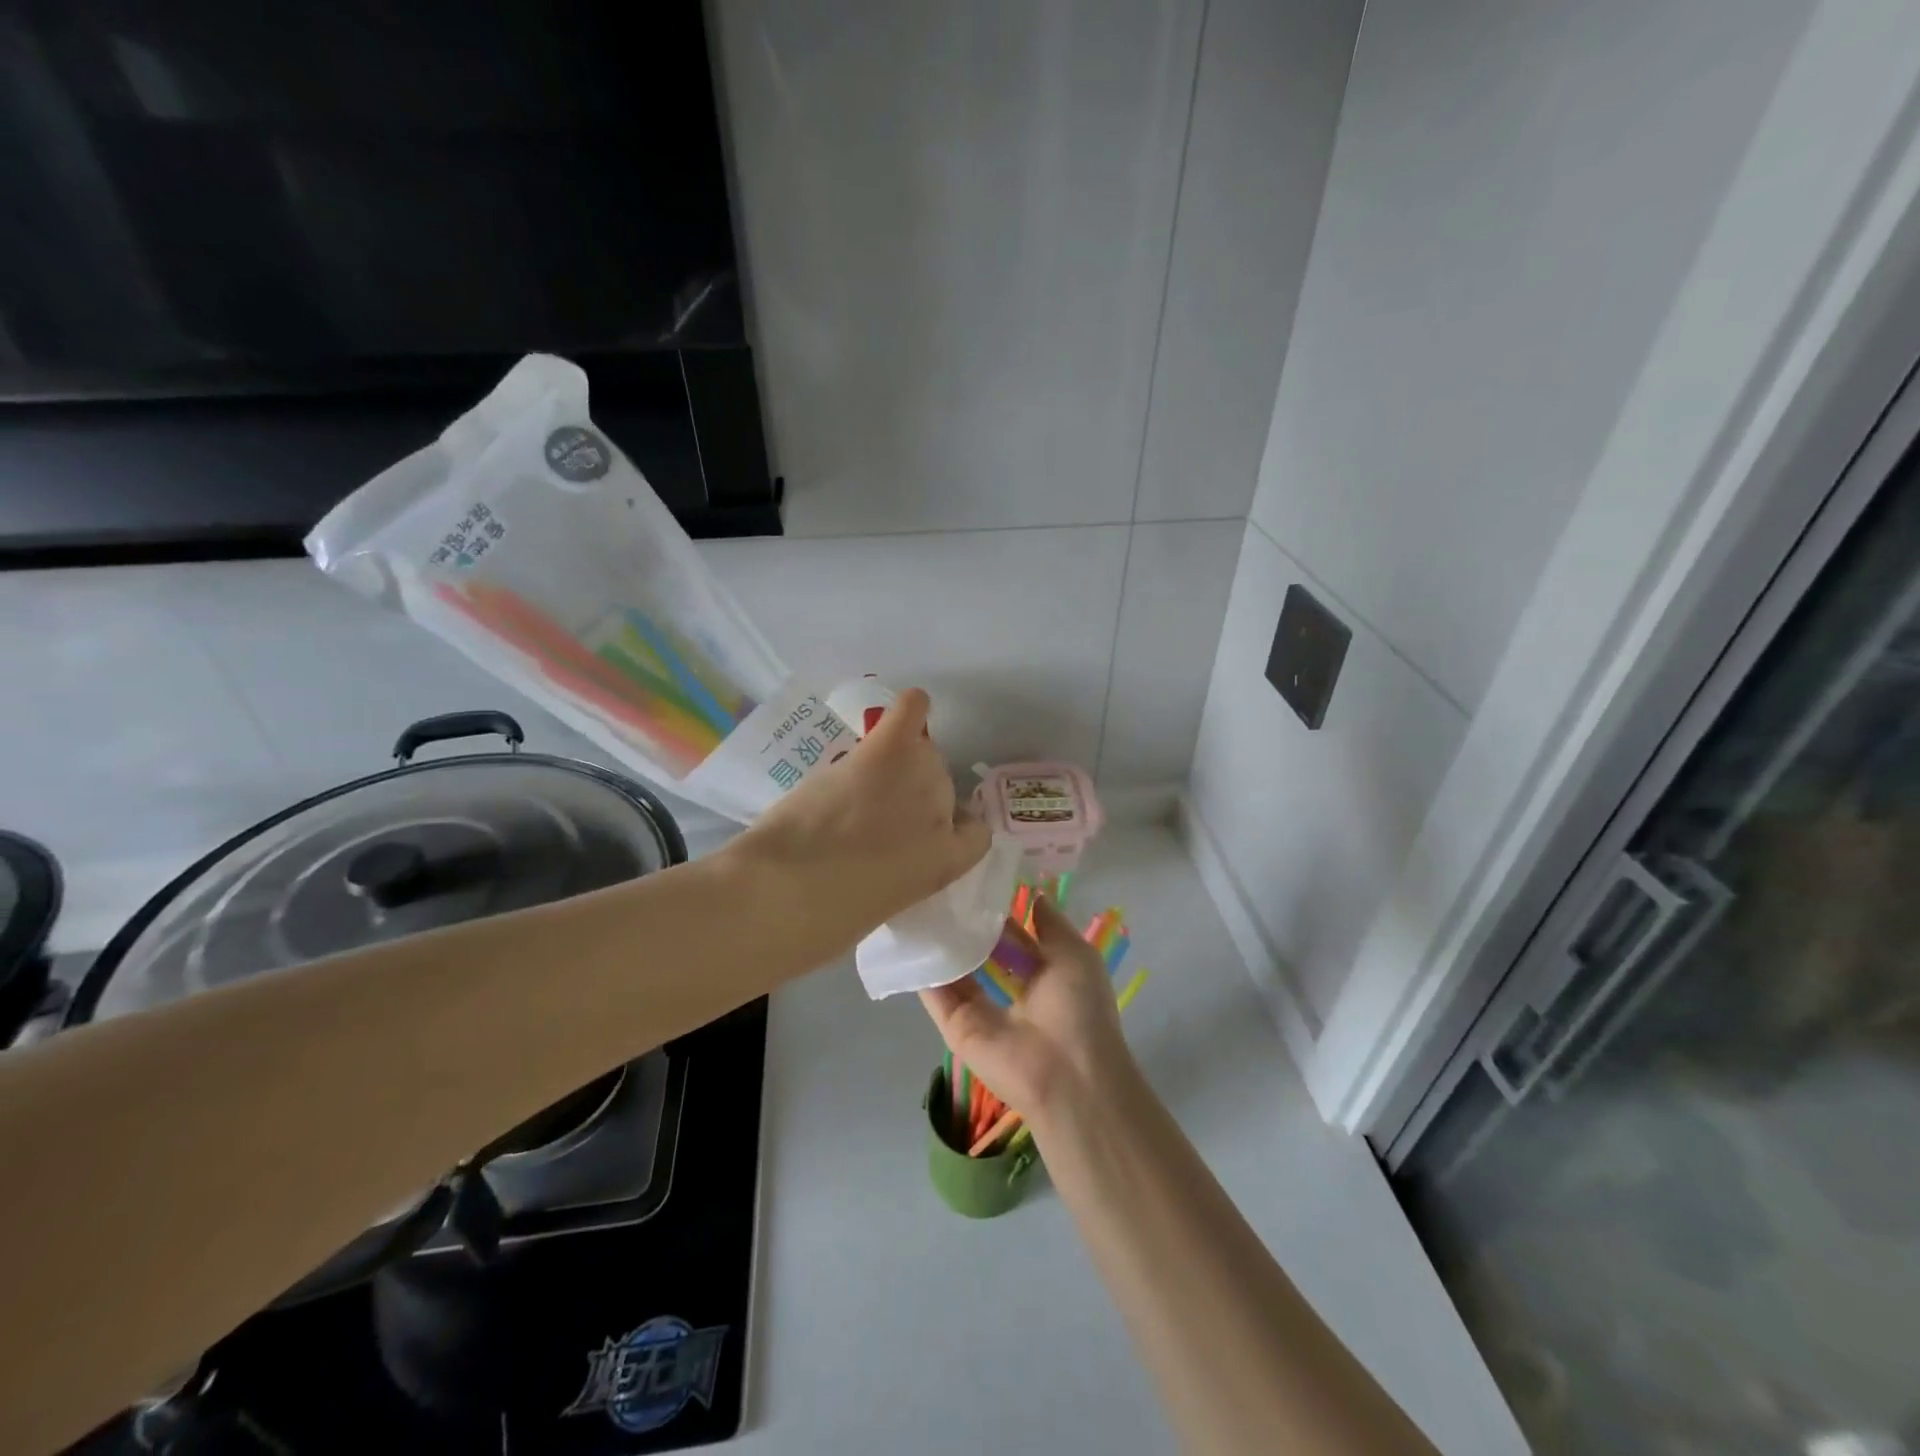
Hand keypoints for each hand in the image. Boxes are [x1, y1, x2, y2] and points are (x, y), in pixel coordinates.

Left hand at [728, 687, 990, 964]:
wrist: (785, 895)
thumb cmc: (823, 921)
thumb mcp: (879, 907)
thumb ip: (897, 874)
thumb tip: (881, 855)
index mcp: (945, 865)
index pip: (974, 835)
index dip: (950, 829)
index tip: (920, 834)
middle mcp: (942, 817)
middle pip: (941, 786)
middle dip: (911, 795)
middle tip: (871, 810)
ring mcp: (917, 780)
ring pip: (921, 754)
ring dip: (898, 763)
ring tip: (862, 779)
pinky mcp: (884, 753)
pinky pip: (910, 715)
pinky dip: (911, 708)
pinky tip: (912, 702)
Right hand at [918, 896, 1137, 1127]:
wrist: (1068, 1076)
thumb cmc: (1079, 1009)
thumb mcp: (1075, 954)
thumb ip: (1051, 923)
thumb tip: (1034, 893)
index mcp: (1040, 971)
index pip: (1010, 933)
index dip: (994, 907)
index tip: (972, 875)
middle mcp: (1007, 988)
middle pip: (978, 948)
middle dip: (963, 921)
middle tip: (938, 883)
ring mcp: (978, 1009)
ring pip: (953, 967)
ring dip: (939, 940)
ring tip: (918, 898)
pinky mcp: (955, 1026)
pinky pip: (935, 993)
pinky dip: (923, 967)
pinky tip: (910, 933)